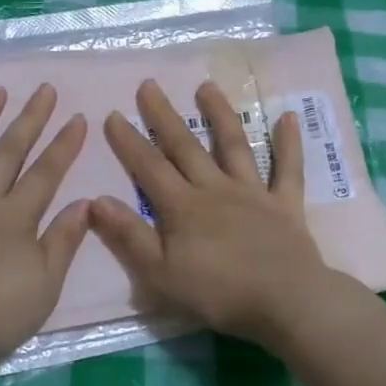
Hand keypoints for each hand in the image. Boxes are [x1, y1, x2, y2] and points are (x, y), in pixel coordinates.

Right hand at [90, 79, 335, 342]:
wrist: (284, 301)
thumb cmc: (218, 293)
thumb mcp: (160, 274)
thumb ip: (129, 236)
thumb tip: (96, 200)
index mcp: (183, 207)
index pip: (149, 168)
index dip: (129, 142)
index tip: (112, 114)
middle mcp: (215, 189)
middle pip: (185, 147)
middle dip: (164, 116)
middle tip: (149, 85)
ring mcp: (253, 193)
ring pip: (234, 146)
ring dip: (220, 115)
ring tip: (207, 86)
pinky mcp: (285, 204)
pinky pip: (288, 169)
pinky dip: (289, 143)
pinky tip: (287, 116)